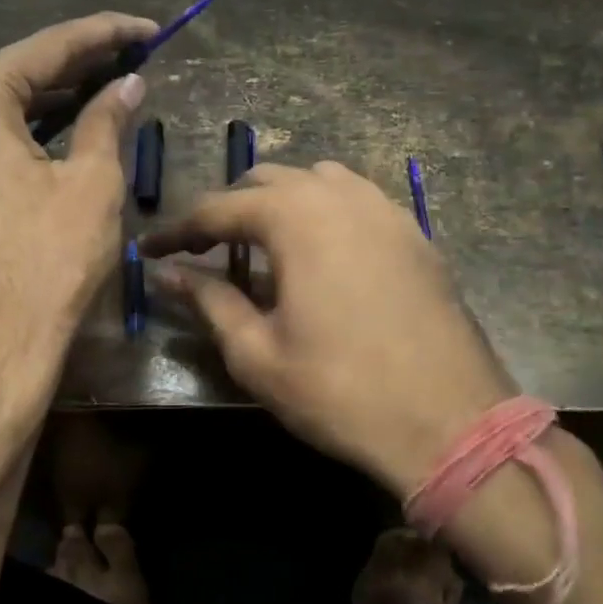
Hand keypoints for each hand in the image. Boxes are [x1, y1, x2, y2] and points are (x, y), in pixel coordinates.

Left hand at [0, 12, 155, 423]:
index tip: (149, 30)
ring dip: (49, 100)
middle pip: (16, 74)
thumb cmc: (47, 262)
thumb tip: (128, 84)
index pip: (48, 46)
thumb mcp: (92, 184)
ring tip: (101, 89)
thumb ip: (107, 121)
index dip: (106, 34)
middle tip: (131, 57)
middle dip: (76, 63)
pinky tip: (52, 139)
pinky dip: (20, 135)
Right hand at [142, 161, 517, 494]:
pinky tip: (321, 250)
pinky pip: (357, 199)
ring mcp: (385, 209)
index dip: (178, 229)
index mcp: (295, 218)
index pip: (218, 208)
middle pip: (266, 180)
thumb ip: (210, 301)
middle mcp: (339, 196)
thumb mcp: (258, 353)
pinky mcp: (414, 232)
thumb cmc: (341, 391)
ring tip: (261, 243)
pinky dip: (324, 210)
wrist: (451, 423)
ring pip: (316, 180)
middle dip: (228, 209)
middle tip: (204, 249)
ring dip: (279, 201)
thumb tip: (168, 274)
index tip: (151, 251)